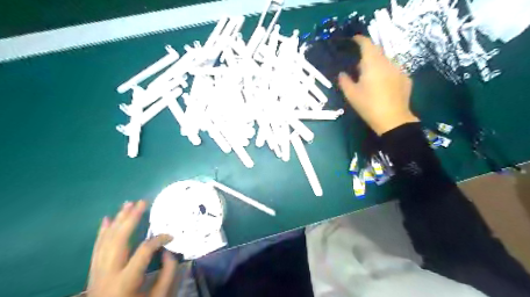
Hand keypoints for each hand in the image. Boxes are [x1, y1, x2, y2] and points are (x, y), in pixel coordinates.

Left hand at [87, 201, 176, 295]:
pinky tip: (107, 219)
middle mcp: (108, 273)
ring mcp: (97, 272)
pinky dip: (102, 232)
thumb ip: (167, 273)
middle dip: (131, 219)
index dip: (158, 239)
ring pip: (106, 240)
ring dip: (118, 220)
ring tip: (128, 204)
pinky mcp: (93, 272)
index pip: (143, 251)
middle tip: (142, 202)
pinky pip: (96, 247)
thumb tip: (168, 250)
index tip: (170, 236)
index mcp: (125, 281)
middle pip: (118, 240)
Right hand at [340, 34, 417, 134]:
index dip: (360, 39)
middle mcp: (387, 62)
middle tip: (358, 68)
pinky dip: (386, 74)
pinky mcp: (406, 79)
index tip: (353, 40)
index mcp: (372, 63)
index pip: (366, 44)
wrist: (393, 120)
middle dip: (367, 56)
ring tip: (370, 79)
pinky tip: (382, 86)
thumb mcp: (351, 95)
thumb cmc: (368, 105)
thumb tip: (342, 73)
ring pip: (385, 62)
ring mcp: (399, 70)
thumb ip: (344, 81)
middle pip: (376, 52)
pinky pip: (393, 71)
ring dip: (376, 65)